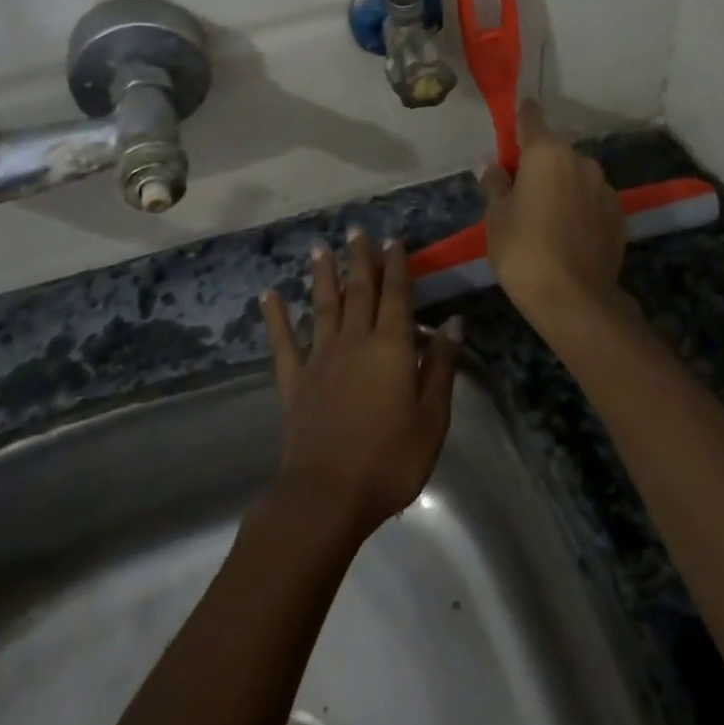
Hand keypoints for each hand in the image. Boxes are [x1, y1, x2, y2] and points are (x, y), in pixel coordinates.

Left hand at [260, 231, 461, 538]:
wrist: (328, 493)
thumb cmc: (391, 459)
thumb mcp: (432, 417)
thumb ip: (441, 366)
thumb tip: (453, 322)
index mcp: (391, 347)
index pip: (396, 295)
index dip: (396, 266)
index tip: (392, 240)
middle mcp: (354, 340)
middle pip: (359, 291)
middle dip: (360, 260)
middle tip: (357, 231)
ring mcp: (320, 358)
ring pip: (323, 305)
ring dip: (323, 275)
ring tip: (320, 248)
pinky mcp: (294, 380)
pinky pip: (283, 341)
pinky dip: (276, 316)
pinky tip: (269, 295)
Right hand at [477, 101, 626, 319]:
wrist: (575, 299)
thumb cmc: (524, 251)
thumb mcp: (497, 217)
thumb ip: (496, 185)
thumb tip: (492, 166)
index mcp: (547, 153)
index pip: (532, 118)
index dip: (521, 118)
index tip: (513, 121)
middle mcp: (581, 161)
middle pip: (554, 151)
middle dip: (539, 162)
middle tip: (520, 190)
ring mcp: (605, 188)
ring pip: (576, 176)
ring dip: (562, 185)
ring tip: (545, 216)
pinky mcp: (619, 215)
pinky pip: (592, 199)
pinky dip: (580, 207)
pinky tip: (568, 233)